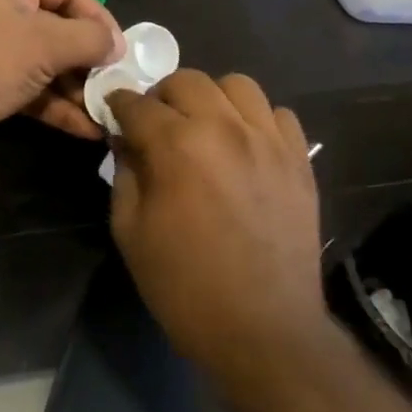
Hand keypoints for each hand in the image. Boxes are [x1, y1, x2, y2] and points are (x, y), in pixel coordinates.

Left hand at [0, 0, 124, 162]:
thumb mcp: (46, 43)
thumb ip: (90, 39)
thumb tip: (118, 46)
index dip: (98, 17)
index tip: (123, 49)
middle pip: (55, 23)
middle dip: (87, 58)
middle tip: (118, 81)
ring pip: (43, 57)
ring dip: (75, 86)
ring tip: (109, 109)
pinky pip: (28, 81)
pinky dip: (54, 102)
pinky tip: (86, 127)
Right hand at [106, 71, 325, 376]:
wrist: (262, 330)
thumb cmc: (184, 286)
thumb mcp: (130, 231)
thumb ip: (125, 173)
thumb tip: (126, 141)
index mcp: (177, 146)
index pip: (137, 104)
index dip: (117, 105)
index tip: (112, 113)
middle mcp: (225, 129)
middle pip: (187, 81)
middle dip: (161, 96)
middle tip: (155, 125)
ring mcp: (269, 141)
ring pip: (237, 85)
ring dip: (210, 99)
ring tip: (203, 127)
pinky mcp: (299, 160)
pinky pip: (278, 114)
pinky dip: (255, 119)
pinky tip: (244, 145)